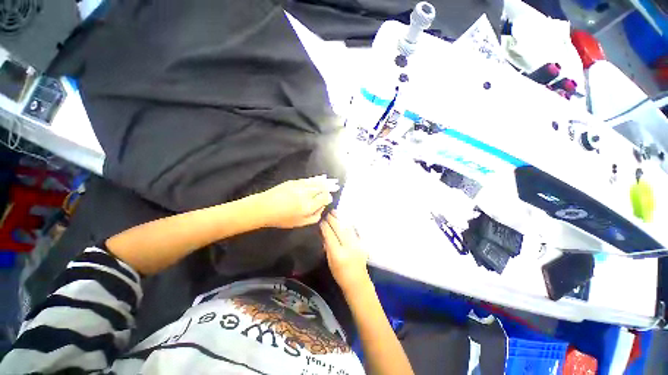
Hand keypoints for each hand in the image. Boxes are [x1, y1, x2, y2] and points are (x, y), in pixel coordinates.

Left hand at [258, 175, 339, 228]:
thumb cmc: (282, 218)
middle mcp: (306, 195)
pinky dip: (317, 178)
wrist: (264, 207)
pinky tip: (322, 177)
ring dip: (326, 181)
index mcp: (308, 206)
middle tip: (337, 185)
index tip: (330, 198)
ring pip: (317, 182)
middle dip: (330, 186)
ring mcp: (300, 186)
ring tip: (333, 180)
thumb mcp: (299, 223)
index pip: (324, 198)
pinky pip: (309, 179)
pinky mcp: (295, 181)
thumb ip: (314, 217)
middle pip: (322, 188)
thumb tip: (322, 208)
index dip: (328, 197)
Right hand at [320, 212, 369, 292]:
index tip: (320, 219)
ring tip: (334, 211)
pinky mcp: (362, 243)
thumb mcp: (330, 262)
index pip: (330, 235)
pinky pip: (353, 229)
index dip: (324, 226)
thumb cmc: (340, 275)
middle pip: (339, 228)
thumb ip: (327, 246)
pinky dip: (347, 223)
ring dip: (340, 218)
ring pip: (347, 227)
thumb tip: (324, 233)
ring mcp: (357, 244)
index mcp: (338, 254)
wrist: (358, 282)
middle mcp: (348, 247)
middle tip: (326, 212)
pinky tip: (343, 218)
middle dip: (332, 219)